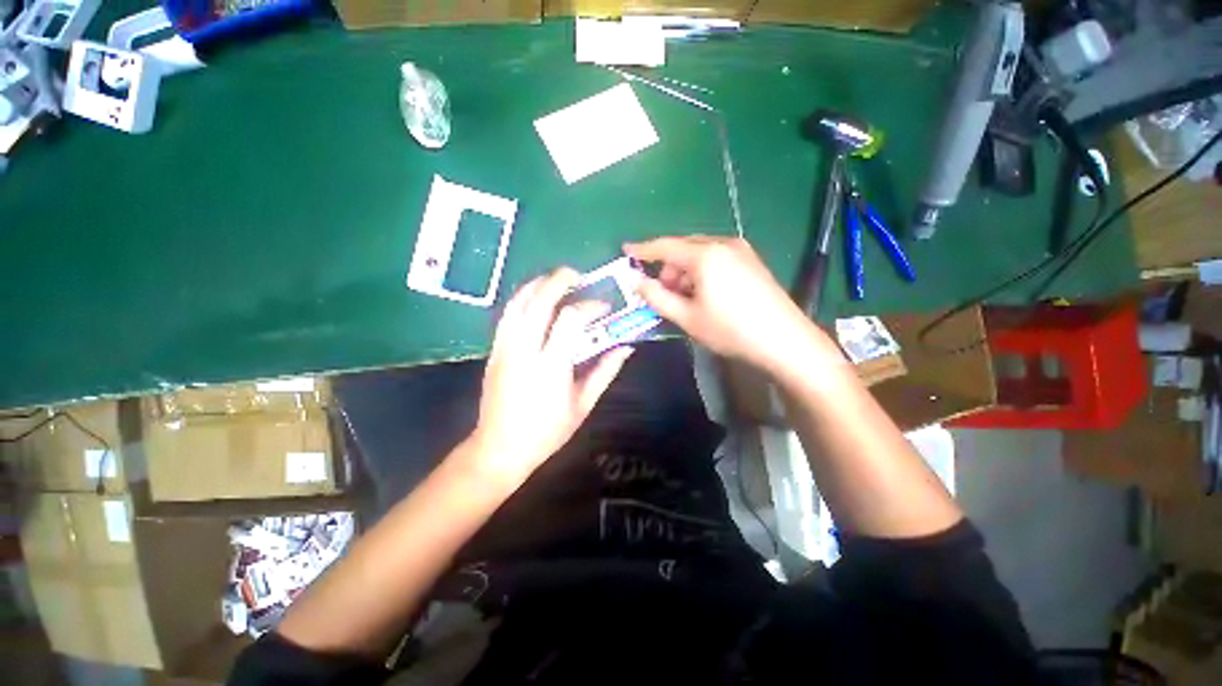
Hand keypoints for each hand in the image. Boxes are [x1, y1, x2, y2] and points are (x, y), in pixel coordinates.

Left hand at [470, 268, 633, 483]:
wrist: (499, 449)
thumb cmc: (547, 432)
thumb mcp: (582, 405)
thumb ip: (605, 372)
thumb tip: (626, 348)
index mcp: (551, 366)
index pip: (571, 320)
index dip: (590, 306)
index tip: (604, 308)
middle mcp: (525, 350)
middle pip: (539, 301)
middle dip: (559, 280)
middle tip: (577, 274)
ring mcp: (504, 348)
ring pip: (518, 303)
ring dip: (538, 284)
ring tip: (555, 279)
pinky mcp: (494, 351)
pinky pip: (507, 315)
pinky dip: (521, 299)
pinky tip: (534, 297)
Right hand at [625, 236, 836, 373]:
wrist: (784, 339)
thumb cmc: (730, 330)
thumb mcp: (687, 317)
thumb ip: (657, 297)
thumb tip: (635, 281)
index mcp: (705, 255)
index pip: (665, 247)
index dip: (643, 249)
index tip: (626, 250)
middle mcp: (723, 244)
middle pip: (683, 248)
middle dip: (668, 268)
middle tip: (663, 293)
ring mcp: (741, 250)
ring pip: (700, 253)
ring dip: (685, 271)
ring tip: (686, 298)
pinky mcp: (751, 260)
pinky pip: (716, 258)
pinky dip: (702, 271)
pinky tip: (706, 293)